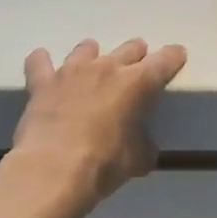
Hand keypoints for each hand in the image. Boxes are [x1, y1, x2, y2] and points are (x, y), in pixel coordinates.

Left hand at [7, 39, 188, 216]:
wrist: (53, 169)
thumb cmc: (105, 164)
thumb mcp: (138, 160)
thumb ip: (144, 145)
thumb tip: (142, 146)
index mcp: (138, 83)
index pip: (165, 60)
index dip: (173, 57)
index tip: (176, 56)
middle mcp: (106, 67)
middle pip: (129, 48)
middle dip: (136, 55)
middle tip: (136, 68)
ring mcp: (72, 71)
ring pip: (86, 48)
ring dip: (93, 56)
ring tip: (92, 69)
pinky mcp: (43, 82)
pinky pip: (40, 62)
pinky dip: (43, 63)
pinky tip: (44, 67)